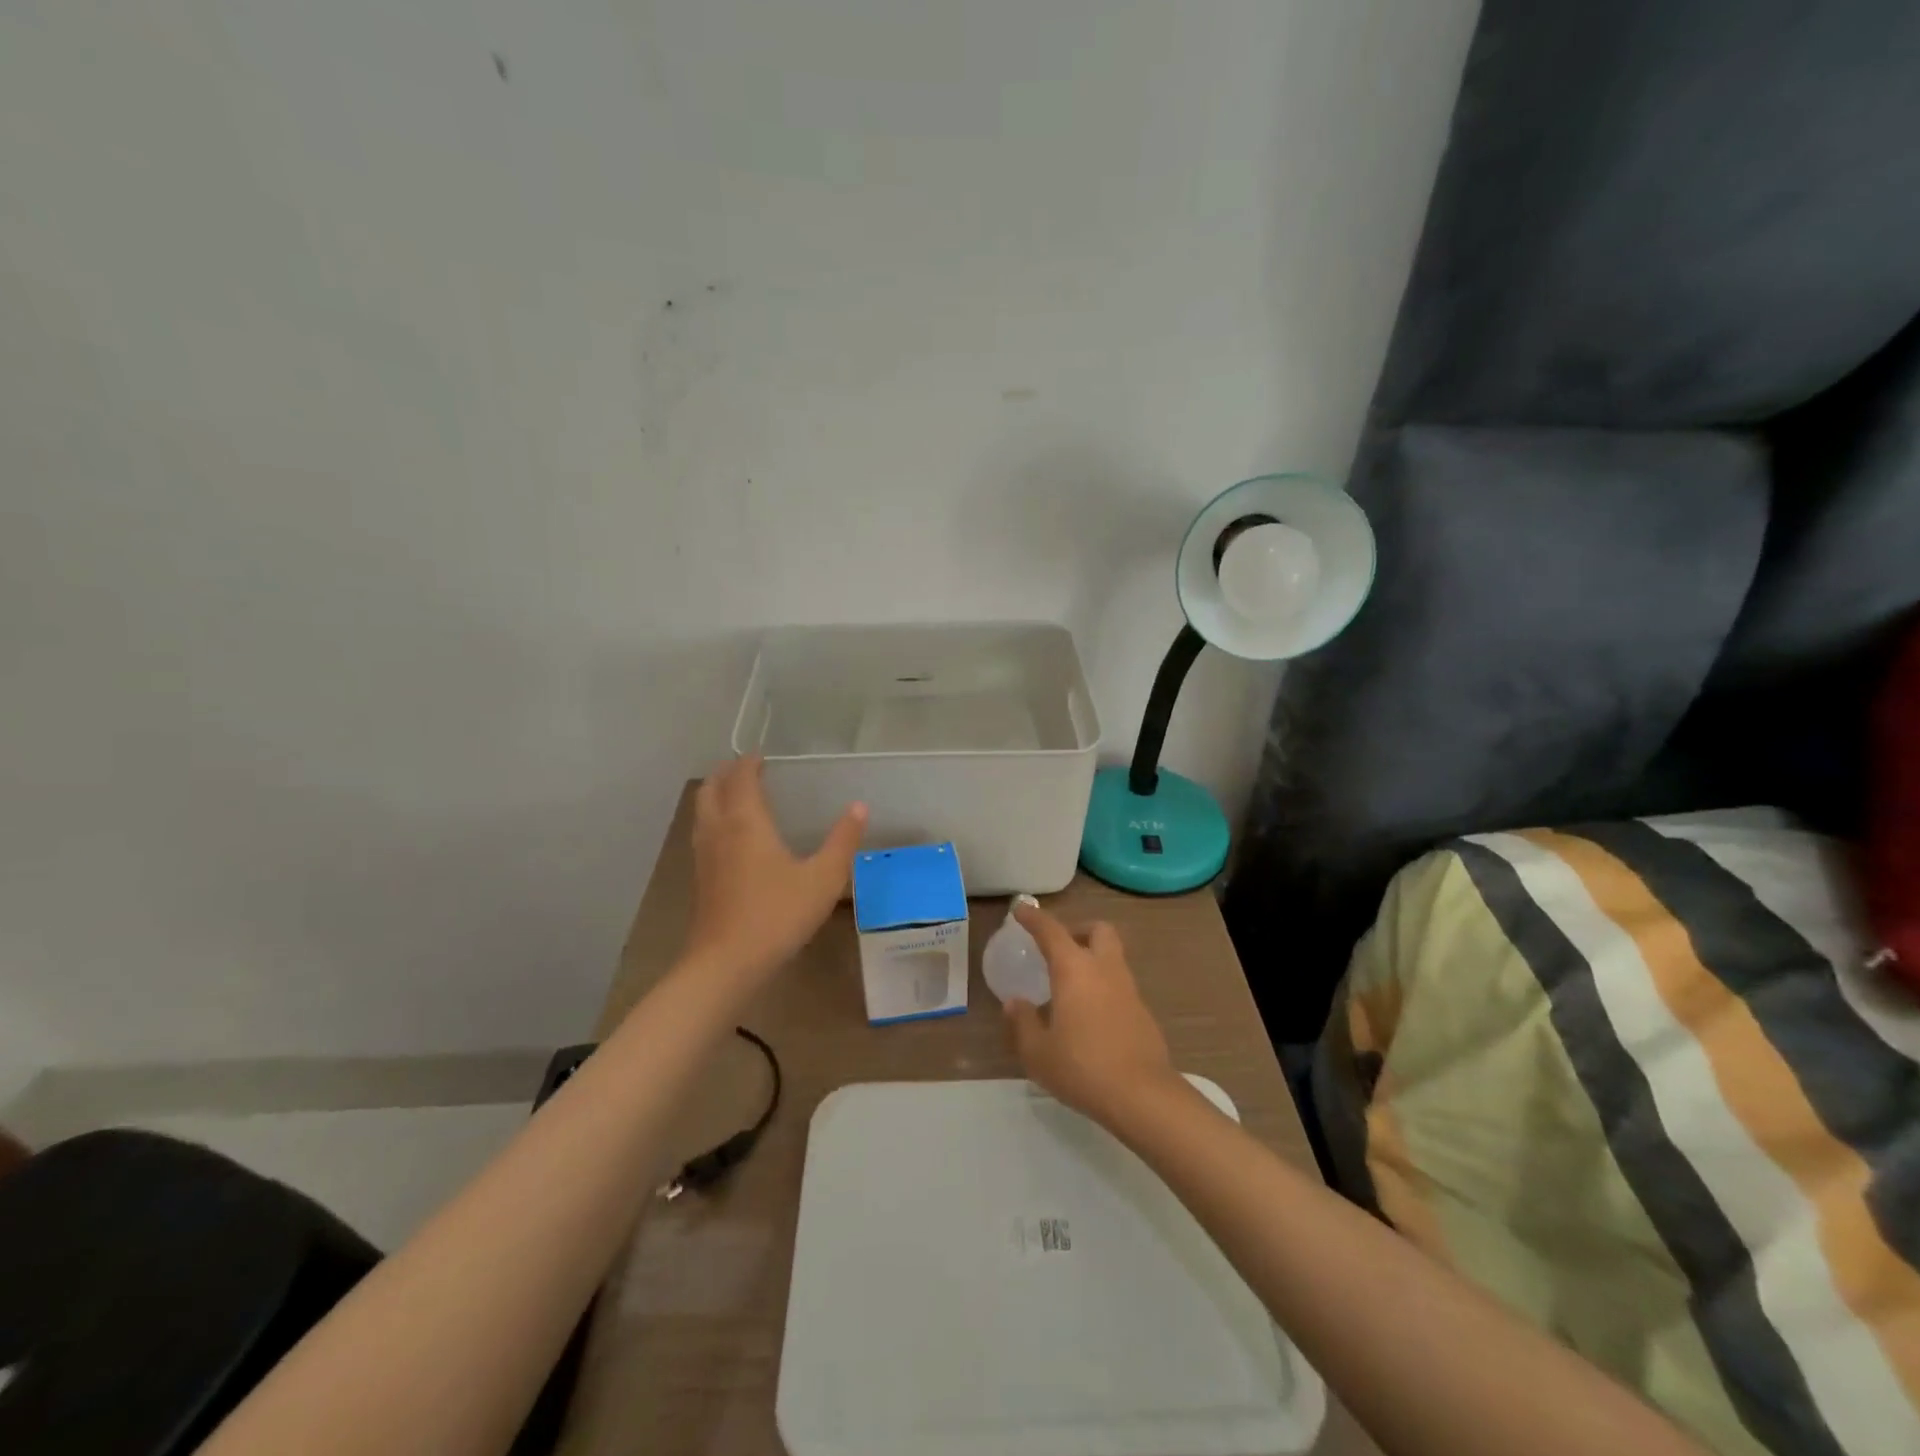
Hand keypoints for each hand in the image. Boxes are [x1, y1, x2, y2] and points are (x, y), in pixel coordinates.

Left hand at [683, 756, 866, 990]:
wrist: (726, 964)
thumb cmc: (777, 915)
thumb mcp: (823, 878)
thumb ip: (842, 841)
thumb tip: (859, 807)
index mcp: (746, 822)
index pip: (741, 778)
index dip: (749, 762)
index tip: (761, 755)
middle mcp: (719, 831)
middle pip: (711, 789)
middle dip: (725, 773)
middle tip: (745, 768)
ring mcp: (704, 856)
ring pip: (702, 812)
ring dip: (715, 794)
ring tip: (735, 794)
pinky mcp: (699, 879)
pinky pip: (702, 833)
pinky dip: (713, 819)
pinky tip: (731, 838)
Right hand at [1003, 901, 1182, 1126]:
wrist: (1143, 1096)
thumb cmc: (1082, 1067)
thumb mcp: (1037, 1052)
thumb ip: (1022, 1022)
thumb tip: (1015, 1003)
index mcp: (1074, 969)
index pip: (1051, 931)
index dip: (1034, 918)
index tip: (1021, 910)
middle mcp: (1104, 969)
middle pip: (1098, 930)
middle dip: (1078, 930)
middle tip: (1059, 947)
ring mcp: (1128, 989)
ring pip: (1113, 956)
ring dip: (1093, 958)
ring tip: (1070, 984)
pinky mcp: (1143, 1012)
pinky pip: (1120, 985)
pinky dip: (1104, 986)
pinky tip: (1090, 1014)